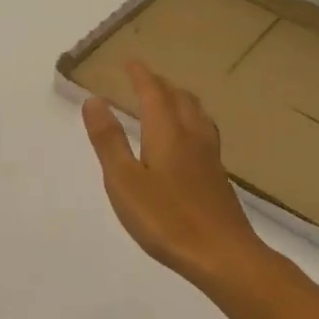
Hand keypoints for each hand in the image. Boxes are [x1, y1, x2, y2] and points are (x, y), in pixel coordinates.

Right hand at [83, 61, 268, 291]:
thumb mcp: (124, 181)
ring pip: (197, 116)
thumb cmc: (166, 219)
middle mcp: (192, 137)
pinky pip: (205, 134)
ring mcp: (210, 158)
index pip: (154, 94)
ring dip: (181, 100)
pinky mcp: (219, 178)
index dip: (141, 76)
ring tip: (170, 100)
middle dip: (161, 85)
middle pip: (180, 100)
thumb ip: (109, 140)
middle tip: (146, 79)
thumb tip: (94, 100)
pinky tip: (191, 142)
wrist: (223, 256)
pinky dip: (192, 122)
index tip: (131, 62)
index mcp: (167, 133)